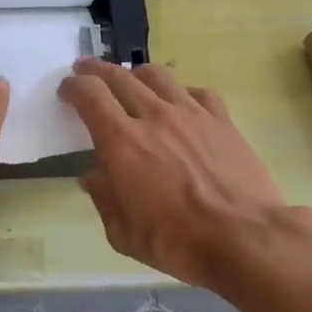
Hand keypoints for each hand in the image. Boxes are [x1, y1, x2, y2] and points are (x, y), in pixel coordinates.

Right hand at [59, 60, 286, 289]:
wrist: (245, 238)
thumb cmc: (177, 241)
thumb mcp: (123, 233)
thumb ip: (103, 198)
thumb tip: (93, 176)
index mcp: (121, 141)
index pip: (90, 95)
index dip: (73, 86)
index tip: (66, 90)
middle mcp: (153, 116)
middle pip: (119, 76)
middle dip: (96, 70)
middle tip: (86, 70)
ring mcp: (191, 114)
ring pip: (157, 75)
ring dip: (136, 74)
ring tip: (131, 81)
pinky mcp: (222, 120)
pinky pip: (196, 92)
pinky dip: (180, 91)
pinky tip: (180, 103)